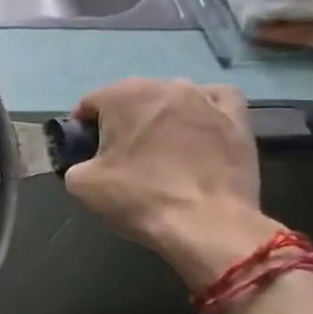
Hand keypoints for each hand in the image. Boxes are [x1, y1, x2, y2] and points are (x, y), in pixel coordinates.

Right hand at [62, 78, 280, 287]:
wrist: (207, 226)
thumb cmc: (139, 197)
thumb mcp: (81, 184)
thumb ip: (75, 162)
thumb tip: (86, 163)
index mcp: (121, 96)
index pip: (90, 103)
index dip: (84, 129)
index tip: (87, 153)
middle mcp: (163, 87)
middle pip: (131, 96)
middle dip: (123, 119)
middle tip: (122, 154)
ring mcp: (204, 100)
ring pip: (173, 95)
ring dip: (162, 113)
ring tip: (162, 145)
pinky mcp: (237, 120)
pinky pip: (218, 99)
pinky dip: (206, 107)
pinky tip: (200, 125)